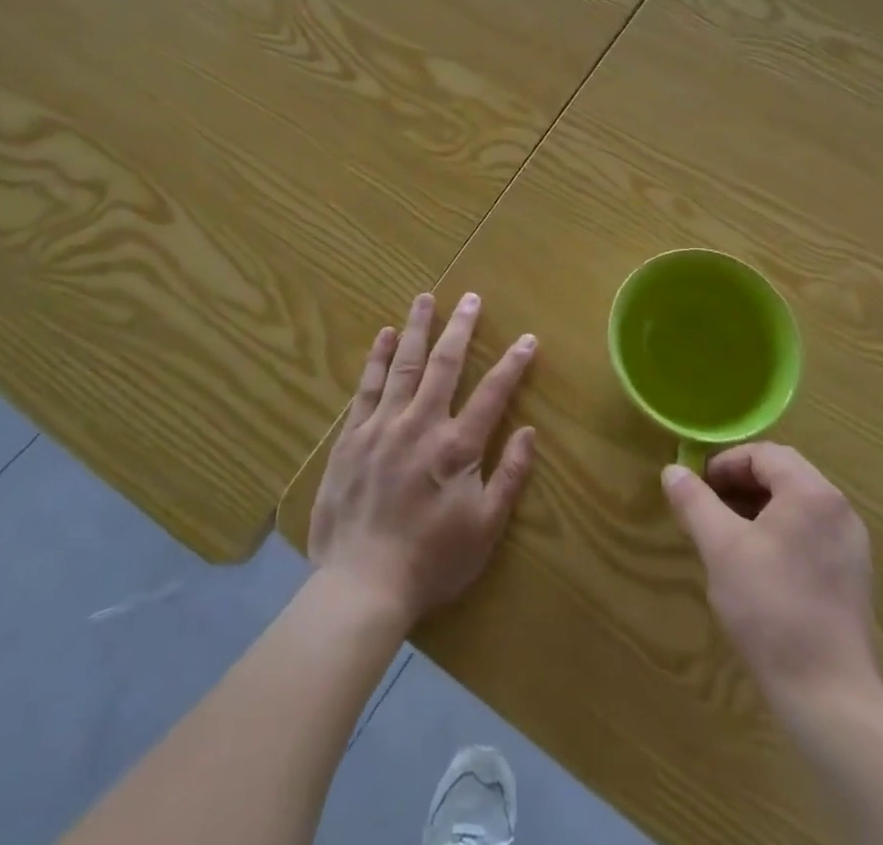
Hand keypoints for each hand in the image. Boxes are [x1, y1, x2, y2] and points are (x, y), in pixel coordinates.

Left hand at [308, 292, 537, 626]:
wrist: (361, 585)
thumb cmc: (431, 561)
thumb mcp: (485, 529)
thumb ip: (510, 477)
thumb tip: (530, 432)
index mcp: (457, 446)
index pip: (493, 393)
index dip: (513, 364)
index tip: (527, 338)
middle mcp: (421, 424)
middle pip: (445, 365)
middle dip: (461, 328)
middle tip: (470, 297)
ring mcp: (383, 426)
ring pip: (403, 365)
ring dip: (416, 329)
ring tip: (424, 299)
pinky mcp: (352, 437)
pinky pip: (366, 388)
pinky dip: (376, 359)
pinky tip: (384, 335)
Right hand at [663, 444, 882, 718]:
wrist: (829, 697)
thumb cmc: (770, 609)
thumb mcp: (720, 548)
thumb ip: (694, 502)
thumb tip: (672, 470)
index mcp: (812, 493)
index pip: (763, 454)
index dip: (725, 463)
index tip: (697, 487)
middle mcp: (839, 509)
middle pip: (783, 475)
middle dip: (741, 484)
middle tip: (707, 507)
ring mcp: (852, 544)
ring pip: (797, 505)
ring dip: (759, 508)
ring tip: (727, 535)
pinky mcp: (854, 576)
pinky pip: (812, 532)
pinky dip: (781, 532)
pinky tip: (758, 565)